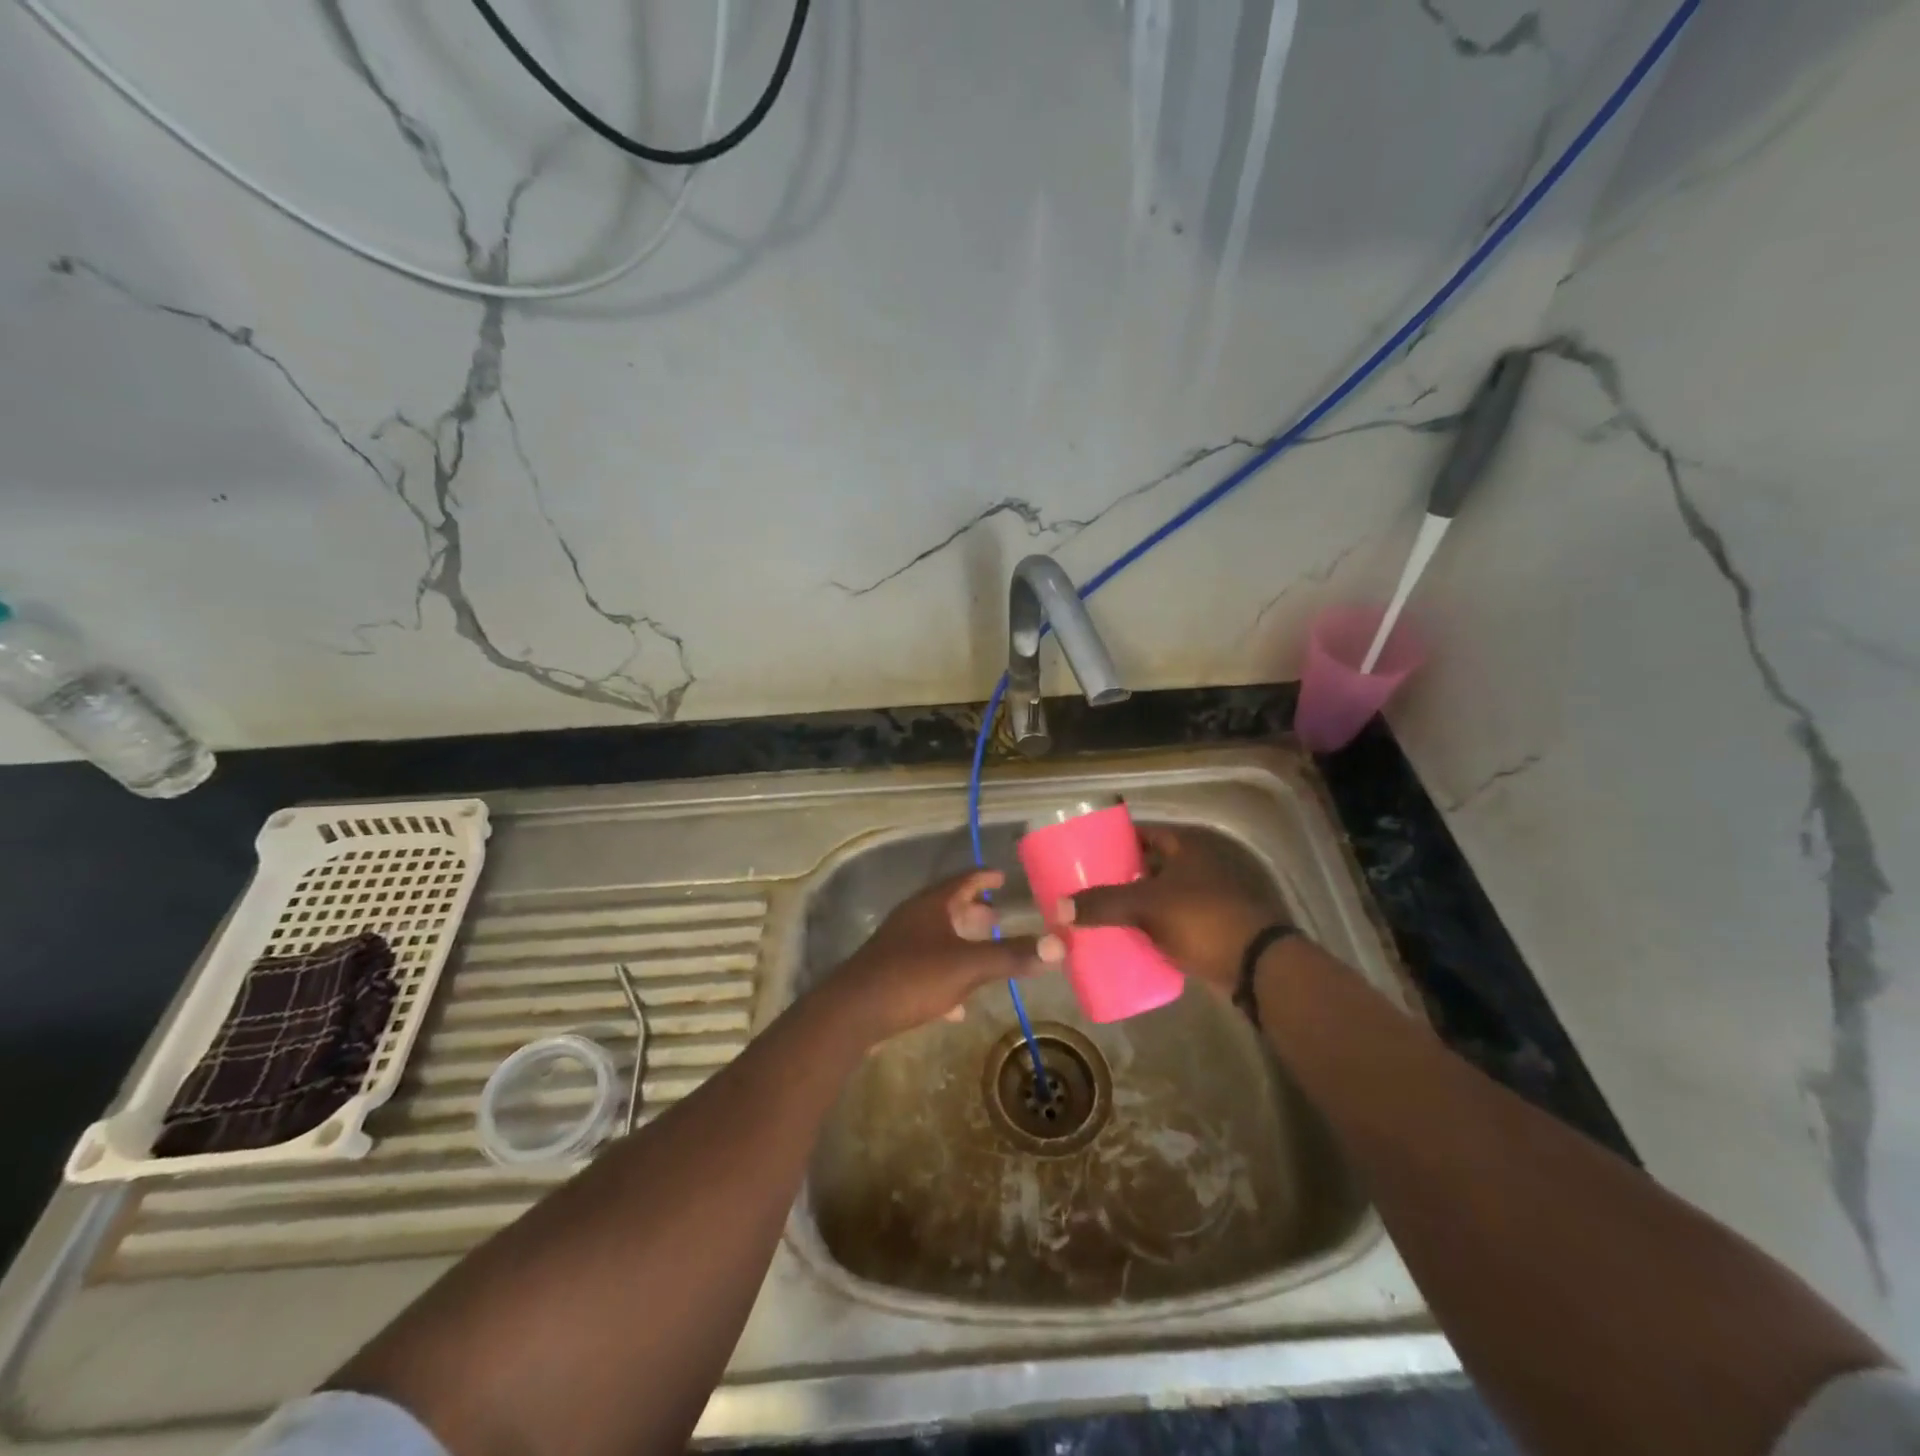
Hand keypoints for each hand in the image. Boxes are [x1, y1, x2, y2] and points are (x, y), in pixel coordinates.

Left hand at [825, 869, 1063, 1044]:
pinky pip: (926, 969)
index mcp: (931, 906)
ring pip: (937, 938)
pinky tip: (958, 1005)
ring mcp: (899, 947)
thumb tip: (1061, 943)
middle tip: (999, 917)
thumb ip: (1012, 955)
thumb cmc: (912, 977)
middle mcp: (913, 919)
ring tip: (985, 953)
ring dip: (961, 943)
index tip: (1002, 876)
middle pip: (948, 908)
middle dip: (974, 912)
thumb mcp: (968, 966)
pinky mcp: (891, 975)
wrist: (852, 1013)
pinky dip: (946, 977)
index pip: (962, 880)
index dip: (984, 877)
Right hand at [1062, 826, 1288, 997]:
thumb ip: (1103, 904)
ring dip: (1133, 902)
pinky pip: (1168, 920)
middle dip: (1118, 874)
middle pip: (1147, 864)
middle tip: (1085, 884)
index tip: (1085, 852)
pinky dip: (1149, 925)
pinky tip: (1125, 936)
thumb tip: (1057, 908)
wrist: (1256, 966)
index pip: (1141, 832)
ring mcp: (1204, 897)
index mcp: (1186, 847)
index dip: (1113, 839)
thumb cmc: (1202, 919)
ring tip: (1097, 911)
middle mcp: (1196, 865)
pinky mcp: (1207, 927)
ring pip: (1158, 894)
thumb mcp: (1147, 906)